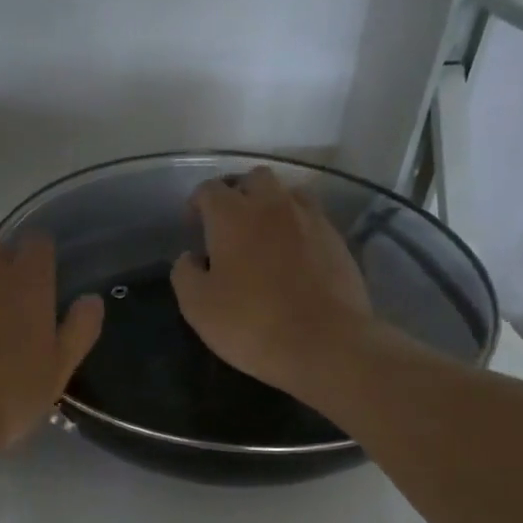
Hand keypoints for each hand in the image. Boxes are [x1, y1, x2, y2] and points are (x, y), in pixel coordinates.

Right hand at [171, 167, 374, 400]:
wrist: (325, 343)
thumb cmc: (252, 324)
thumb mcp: (198, 307)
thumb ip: (185, 274)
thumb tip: (190, 257)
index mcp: (232, 216)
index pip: (209, 189)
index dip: (197, 203)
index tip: (193, 224)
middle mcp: (273, 205)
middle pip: (253, 178)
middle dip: (238, 193)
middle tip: (229, 223)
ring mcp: (310, 219)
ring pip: (288, 193)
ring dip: (272, 204)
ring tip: (264, 233)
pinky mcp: (337, 239)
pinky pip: (312, 218)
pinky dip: (298, 226)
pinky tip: (294, 253)